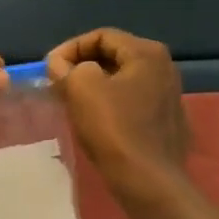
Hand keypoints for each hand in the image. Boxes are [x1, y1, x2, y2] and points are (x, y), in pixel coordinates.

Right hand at [46, 29, 188, 196]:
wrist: (149, 182)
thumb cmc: (115, 128)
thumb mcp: (81, 88)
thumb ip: (66, 68)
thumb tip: (59, 65)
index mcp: (147, 53)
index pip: (101, 36)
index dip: (70, 48)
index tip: (49, 68)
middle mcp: (164, 68)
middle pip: (113, 56)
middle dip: (81, 66)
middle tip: (57, 83)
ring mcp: (169, 96)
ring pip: (121, 80)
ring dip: (93, 86)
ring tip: (70, 101)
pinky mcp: (166, 122)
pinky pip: (132, 102)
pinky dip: (110, 104)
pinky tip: (95, 121)